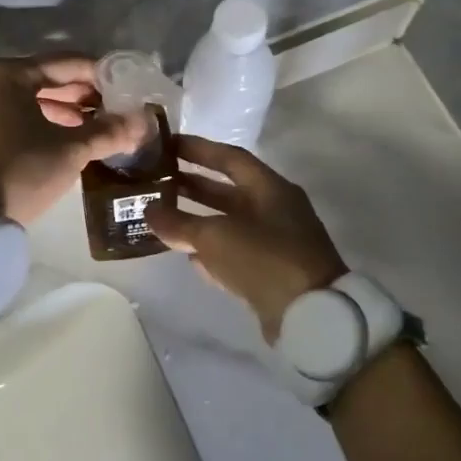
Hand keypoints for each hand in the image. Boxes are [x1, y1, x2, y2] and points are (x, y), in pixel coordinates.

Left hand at [0, 55, 150, 223]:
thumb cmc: (21, 169)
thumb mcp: (70, 150)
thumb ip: (108, 132)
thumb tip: (143, 122)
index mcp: (9, 75)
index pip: (66, 63)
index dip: (100, 75)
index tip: (128, 87)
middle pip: (48, 79)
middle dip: (84, 94)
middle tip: (117, 108)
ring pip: (34, 101)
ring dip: (67, 111)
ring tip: (100, 126)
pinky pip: (19, 118)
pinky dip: (45, 123)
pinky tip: (70, 139)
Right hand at [146, 135, 347, 341]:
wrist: (311, 316)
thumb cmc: (264, 260)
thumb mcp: (215, 236)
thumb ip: (179, 222)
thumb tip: (149, 211)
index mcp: (270, 189)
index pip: (230, 158)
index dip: (198, 149)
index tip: (168, 145)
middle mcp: (275, 210)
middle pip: (229, 190)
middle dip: (193, 185)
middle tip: (158, 181)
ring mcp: (276, 243)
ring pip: (230, 223)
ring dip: (199, 219)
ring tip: (164, 217)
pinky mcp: (272, 273)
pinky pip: (235, 253)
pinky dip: (211, 251)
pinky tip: (187, 256)